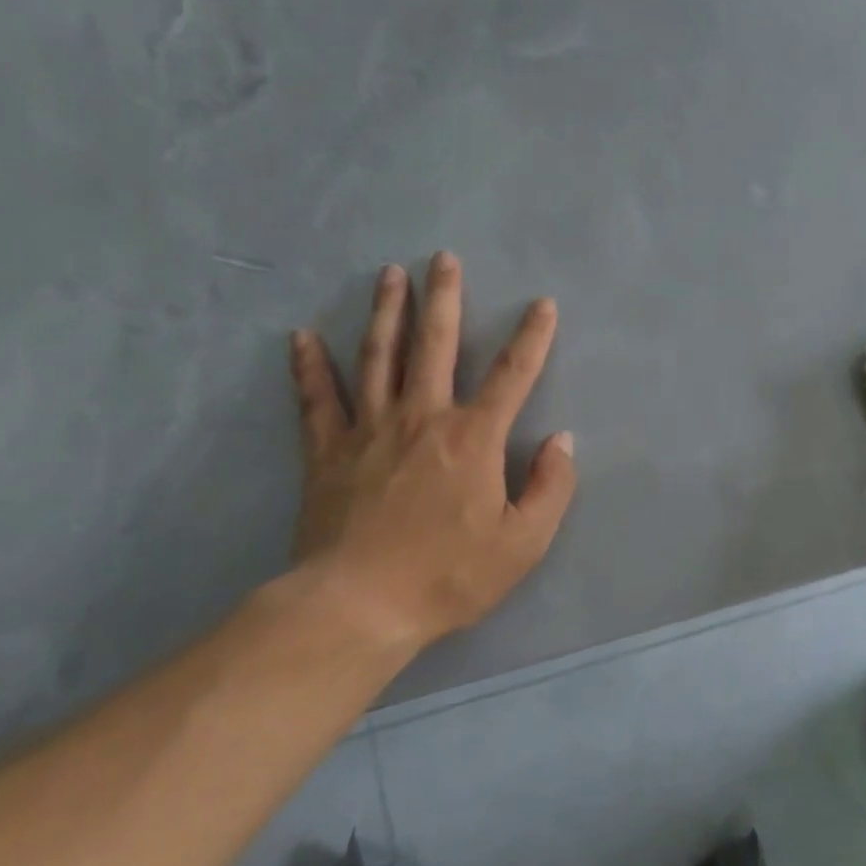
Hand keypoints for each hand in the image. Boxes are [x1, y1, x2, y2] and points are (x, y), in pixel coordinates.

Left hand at [289, 252, 577, 655]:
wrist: (359, 607)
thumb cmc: (449, 575)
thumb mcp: (523, 542)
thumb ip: (551, 487)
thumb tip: (562, 440)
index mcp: (473, 437)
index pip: (512, 374)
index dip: (532, 337)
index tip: (542, 304)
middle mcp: (423, 417)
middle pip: (435, 345)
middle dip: (443, 298)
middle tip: (443, 258)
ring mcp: (370, 429)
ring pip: (378, 356)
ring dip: (386, 312)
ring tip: (389, 274)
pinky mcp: (327, 451)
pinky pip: (317, 399)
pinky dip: (309, 366)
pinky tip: (302, 336)